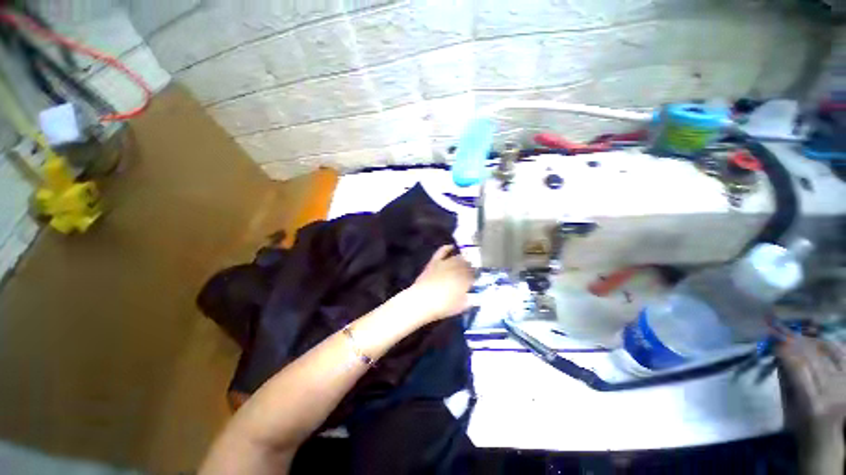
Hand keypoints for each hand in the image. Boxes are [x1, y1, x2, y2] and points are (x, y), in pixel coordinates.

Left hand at [409, 245, 473, 321]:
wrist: (421, 301)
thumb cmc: (443, 306)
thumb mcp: (462, 306)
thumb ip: (471, 299)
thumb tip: (476, 296)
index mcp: (467, 278)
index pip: (476, 274)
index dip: (478, 276)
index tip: (479, 280)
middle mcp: (459, 268)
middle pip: (469, 263)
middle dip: (472, 267)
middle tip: (472, 272)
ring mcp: (446, 262)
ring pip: (459, 257)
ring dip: (463, 259)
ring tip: (465, 262)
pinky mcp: (435, 261)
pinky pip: (443, 251)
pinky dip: (448, 248)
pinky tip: (452, 247)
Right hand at [777, 336, 845, 430]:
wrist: (826, 435)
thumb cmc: (799, 423)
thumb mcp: (788, 406)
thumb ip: (786, 379)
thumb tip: (779, 353)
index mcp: (811, 401)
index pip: (797, 366)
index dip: (784, 349)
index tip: (771, 337)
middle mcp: (830, 390)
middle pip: (813, 357)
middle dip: (795, 340)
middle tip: (779, 328)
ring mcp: (844, 383)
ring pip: (828, 352)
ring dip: (810, 340)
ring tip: (797, 333)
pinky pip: (842, 354)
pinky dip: (830, 344)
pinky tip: (819, 339)